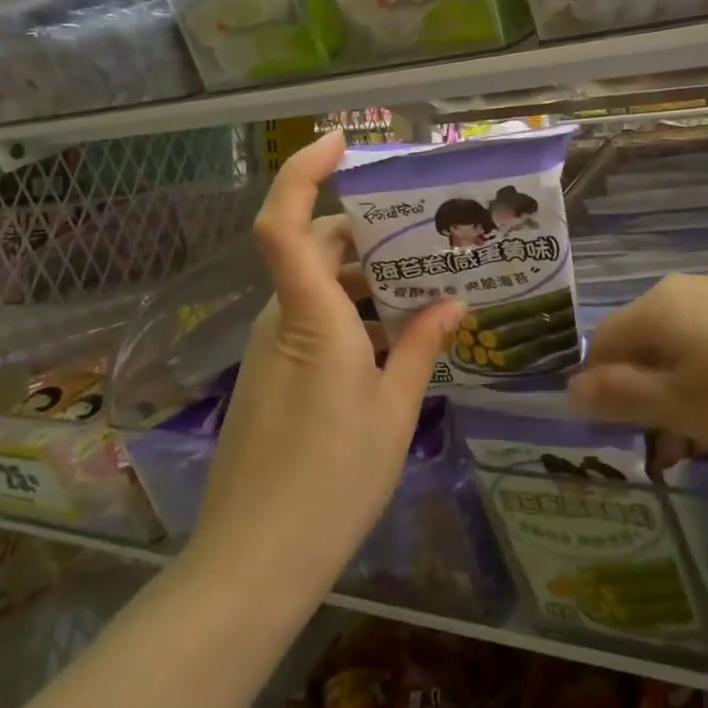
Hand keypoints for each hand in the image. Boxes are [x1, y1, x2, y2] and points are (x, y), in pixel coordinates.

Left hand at [188, 132, 463, 604]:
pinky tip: (396, 339)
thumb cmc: (333, 478)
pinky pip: (313, 321)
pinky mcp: (272, 376)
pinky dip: (353, 314)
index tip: (340, 144)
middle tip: (426, 234)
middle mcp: (283, 319)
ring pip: (317, 287)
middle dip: (367, 233)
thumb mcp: (394, 409)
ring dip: (366, 280)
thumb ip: (423, 346)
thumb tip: (454, 304)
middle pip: (315, 248)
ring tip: (427, 287)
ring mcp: (272, 349)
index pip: (284, 223)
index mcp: (311, 315)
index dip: (302, 172)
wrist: (254, 563)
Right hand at [566, 273, 707, 463]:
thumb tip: (568, 388)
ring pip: (683, 351)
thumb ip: (622, 397)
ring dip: (683, 398)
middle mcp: (688, 291)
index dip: (602, 392)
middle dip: (648, 401)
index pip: (602, 345)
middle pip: (644, 348)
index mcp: (659, 307)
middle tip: (673, 454)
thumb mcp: (686, 408)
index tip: (626, 439)